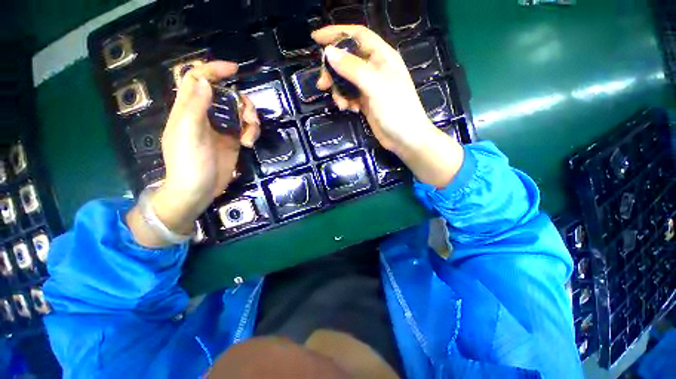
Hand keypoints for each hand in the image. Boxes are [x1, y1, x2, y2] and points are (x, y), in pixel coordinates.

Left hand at [127, 61, 259, 246]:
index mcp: (189, 109)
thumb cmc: (188, 163)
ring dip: (250, 119)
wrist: (198, 190)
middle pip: (226, 96)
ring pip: (239, 112)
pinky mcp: (232, 141)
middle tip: (250, 116)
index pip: (197, 79)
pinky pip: (245, 128)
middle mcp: (206, 116)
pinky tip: (250, 143)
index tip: (234, 69)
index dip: (213, 70)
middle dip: (242, 102)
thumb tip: (204, 81)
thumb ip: (194, 107)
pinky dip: (251, 132)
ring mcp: (221, 129)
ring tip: (251, 134)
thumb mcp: (188, 134)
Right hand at [312, 25, 463, 187]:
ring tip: (341, 105)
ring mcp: (371, 86)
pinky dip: (347, 101)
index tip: (316, 39)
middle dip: (333, 71)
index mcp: (382, 56)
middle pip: (347, 59)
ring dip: (339, 90)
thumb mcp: (375, 86)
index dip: (336, 33)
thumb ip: (352, 68)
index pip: (357, 35)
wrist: (405, 138)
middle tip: (323, 85)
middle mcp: (375, 68)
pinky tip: (351, 110)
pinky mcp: (367, 101)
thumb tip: (329, 52)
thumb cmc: (396, 110)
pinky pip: (350, 95)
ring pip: (346, 80)